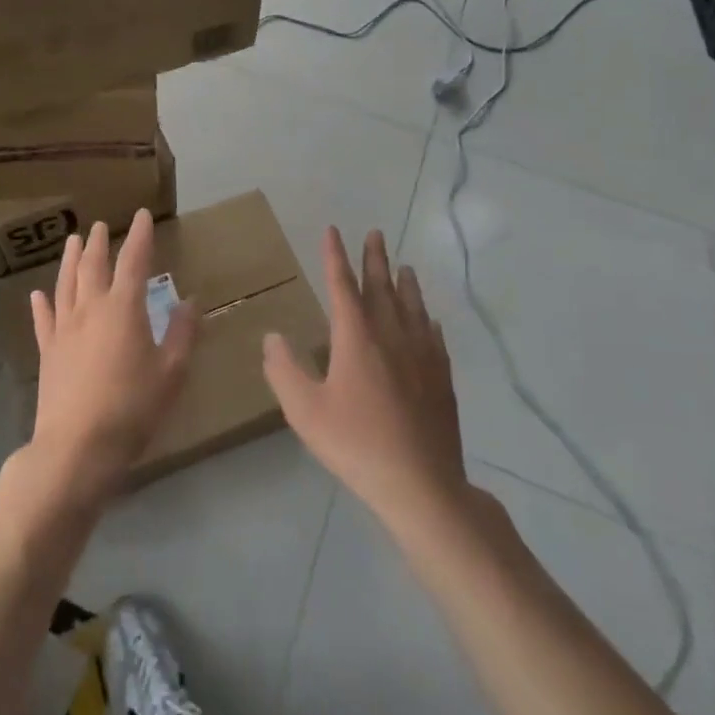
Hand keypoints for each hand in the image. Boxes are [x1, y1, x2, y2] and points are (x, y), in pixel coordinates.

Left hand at [29, 210, 198, 502]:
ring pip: (66, 284)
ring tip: (72, 241)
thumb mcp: (171, 373)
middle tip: (100, 225)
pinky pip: (44, 319)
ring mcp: (64, 329)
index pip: (133, 261)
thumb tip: (190, 301)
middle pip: (93, 266)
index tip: (142, 216)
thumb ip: (182, 334)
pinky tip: (38, 294)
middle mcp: (91, 309)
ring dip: (70, 260)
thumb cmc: (132, 408)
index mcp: (123, 308)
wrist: (77, 447)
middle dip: (99, 243)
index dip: (139, 236)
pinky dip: (42, 303)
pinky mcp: (48, 352)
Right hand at [263, 228, 470, 526]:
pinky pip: (433, 336)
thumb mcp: (305, 411)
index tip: (333, 231)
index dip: (335, 256)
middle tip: (376, 233)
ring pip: (412, 306)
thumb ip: (284, 370)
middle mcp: (391, 334)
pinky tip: (428, 319)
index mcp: (356, 337)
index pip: (342, 285)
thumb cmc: (356, 444)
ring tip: (404, 266)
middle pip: (382, 287)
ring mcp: (421, 354)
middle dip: (375, 258)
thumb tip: (273, 336)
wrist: (420, 484)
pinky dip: (426, 319)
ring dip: (405, 283)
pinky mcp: (441, 377)